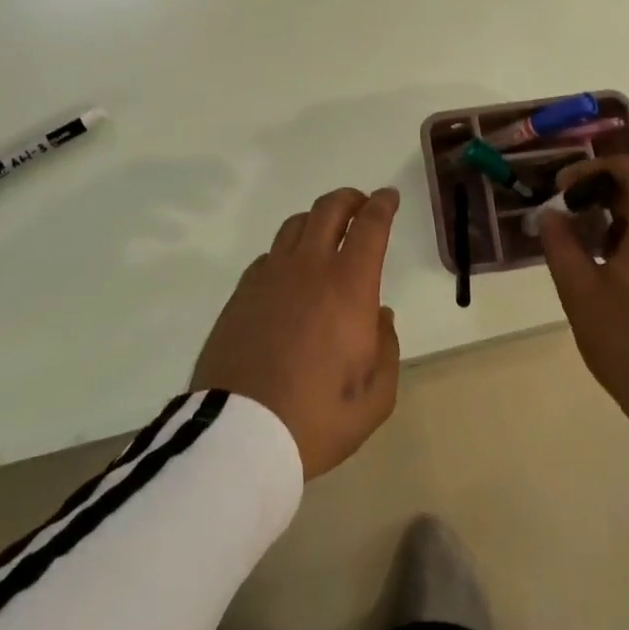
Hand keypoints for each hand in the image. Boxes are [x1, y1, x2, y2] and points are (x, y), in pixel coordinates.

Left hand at [191, 187, 401, 479]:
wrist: (239, 433)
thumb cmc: (317, 418)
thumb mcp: (375, 397)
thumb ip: (386, 348)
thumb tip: (379, 315)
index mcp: (349, 285)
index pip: (370, 226)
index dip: (383, 204)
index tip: (389, 196)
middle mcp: (309, 267)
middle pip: (329, 209)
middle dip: (350, 199)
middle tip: (361, 205)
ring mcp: (270, 275)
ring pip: (295, 224)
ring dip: (317, 219)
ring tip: (326, 234)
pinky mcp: (242, 291)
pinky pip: (269, 254)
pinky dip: (288, 251)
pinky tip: (290, 273)